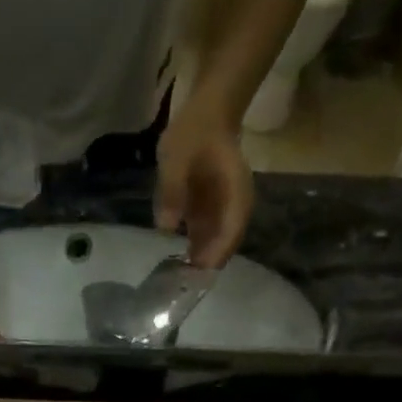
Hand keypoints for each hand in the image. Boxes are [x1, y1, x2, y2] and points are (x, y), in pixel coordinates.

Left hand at [155, 96, 253, 269]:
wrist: (206, 114)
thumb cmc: (194, 131)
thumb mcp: (176, 156)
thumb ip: (171, 191)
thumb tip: (165, 228)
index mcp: (235, 193)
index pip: (231, 231)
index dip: (216, 255)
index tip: (196, 274)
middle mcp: (234, 207)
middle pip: (224, 245)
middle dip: (204, 267)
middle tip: (179, 288)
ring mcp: (223, 212)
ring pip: (214, 246)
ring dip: (197, 263)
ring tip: (174, 283)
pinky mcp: (210, 214)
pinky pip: (204, 239)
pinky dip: (192, 253)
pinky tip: (174, 266)